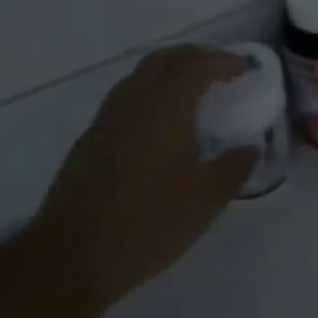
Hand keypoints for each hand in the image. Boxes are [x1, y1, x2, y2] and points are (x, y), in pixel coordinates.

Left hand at [33, 46, 256, 309]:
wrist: (68, 260)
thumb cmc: (146, 223)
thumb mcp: (205, 200)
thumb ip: (233, 168)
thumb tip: (250, 149)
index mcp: (166, 106)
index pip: (197, 64)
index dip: (222, 61)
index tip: (242, 69)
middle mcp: (134, 102)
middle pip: (164, 59)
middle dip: (194, 57)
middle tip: (217, 71)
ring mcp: (105, 121)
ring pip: (139, 78)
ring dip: (167, 74)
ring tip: (188, 95)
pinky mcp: (87, 144)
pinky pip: (123, 102)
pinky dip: (147, 98)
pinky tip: (156, 130)